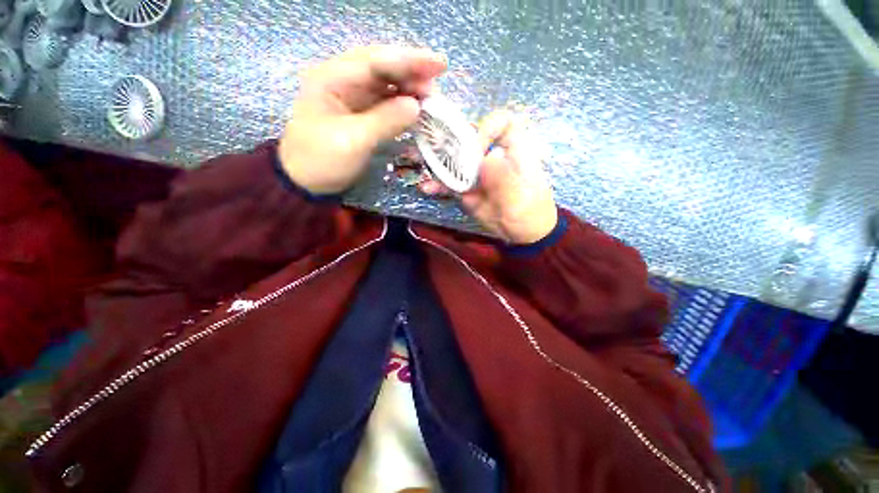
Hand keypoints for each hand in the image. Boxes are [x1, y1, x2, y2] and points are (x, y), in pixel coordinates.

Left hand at [279, 45, 446, 194]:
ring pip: (386, 85)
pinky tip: (417, 109)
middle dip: (411, 73)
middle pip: (382, 67)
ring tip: (431, 99)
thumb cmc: (322, 160)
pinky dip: (403, 105)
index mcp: (332, 78)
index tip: (439, 64)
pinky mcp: (360, 114)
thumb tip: (416, 106)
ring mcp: (352, 98)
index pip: (375, 61)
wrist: (306, 183)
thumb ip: (385, 121)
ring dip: (409, 89)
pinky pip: (385, 103)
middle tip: (437, 86)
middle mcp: (342, 81)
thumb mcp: (353, 141)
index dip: (408, 60)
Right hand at [420, 111, 557, 244]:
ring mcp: (478, 173)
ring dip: (437, 162)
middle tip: (430, 151)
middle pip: (470, 138)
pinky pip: (451, 182)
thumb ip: (505, 180)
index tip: (474, 149)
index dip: (486, 129)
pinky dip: (438, 184)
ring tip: (418, 164)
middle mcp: (492, 156)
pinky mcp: (467, 188)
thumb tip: (488, 157)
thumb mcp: (520, 200)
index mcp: (514, 150)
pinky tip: (426, 188)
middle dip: (448, 141)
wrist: (523, 235)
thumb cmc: (530, 213)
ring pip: (456, 159)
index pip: (501, 123)